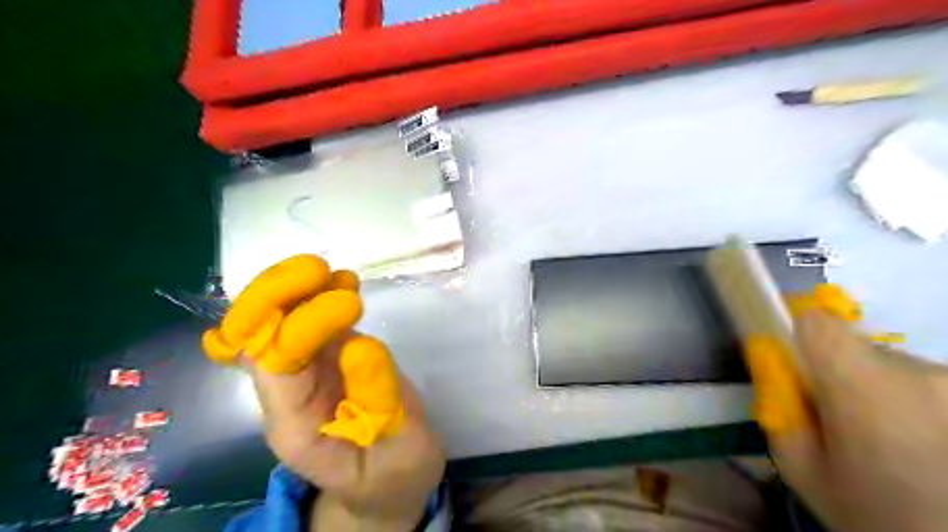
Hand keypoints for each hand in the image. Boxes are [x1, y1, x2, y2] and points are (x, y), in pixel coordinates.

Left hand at [206, 256, 443, 529]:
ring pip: (276, 321)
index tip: (350, 303)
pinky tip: (341, 279)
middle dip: (274, 296)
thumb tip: (359, 344)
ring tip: (326, 269)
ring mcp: (307, 371)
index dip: (306, 325)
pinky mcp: (329, 358)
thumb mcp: (399, 450)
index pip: (278, 364)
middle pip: (257, 337)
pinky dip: (318, 294)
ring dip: (291, 288)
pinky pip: (309, 320)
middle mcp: (288, 392)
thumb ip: (381, 401)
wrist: (390, 483)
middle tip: (317, 269)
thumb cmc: (393, 475)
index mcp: (295, 425)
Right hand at [761, 313, 947, 531]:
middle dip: (837, 372)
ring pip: (892, 365)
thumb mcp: (802, 468)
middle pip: (854, 345)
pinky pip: (926, 383)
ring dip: (878, 390)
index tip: (793, 362)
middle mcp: (917, 372)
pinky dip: (913, 404)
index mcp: (862, 385)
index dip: (797, 334)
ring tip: (887, 441)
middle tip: (840, 420)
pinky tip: (922, 446)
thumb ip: (779, 409)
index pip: (817, 323)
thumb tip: (774, 369)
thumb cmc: (875, 514)